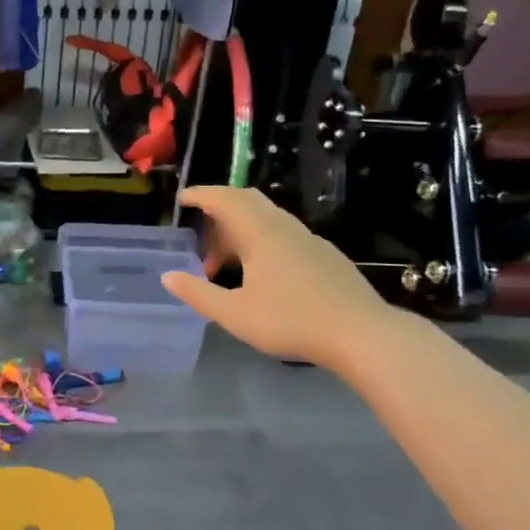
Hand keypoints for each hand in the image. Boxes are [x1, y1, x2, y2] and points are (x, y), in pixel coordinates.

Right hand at [161, 186, 397, 365]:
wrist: (361, 333)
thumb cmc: (291, 320)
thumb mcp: (234, 314)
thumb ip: (198, 294)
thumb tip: (168, 276)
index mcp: (260, 233)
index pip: (224, 199)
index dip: (201, 195)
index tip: (182, 200)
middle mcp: (284, 227)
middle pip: (247, 202)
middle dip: (219, 210)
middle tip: (201, 234)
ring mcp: (309, 240)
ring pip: (267, 220)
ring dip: (240, 231)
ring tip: (224, 264)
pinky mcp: (325, 256)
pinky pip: (283, 235)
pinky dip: (261, 242)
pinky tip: (261, 274)